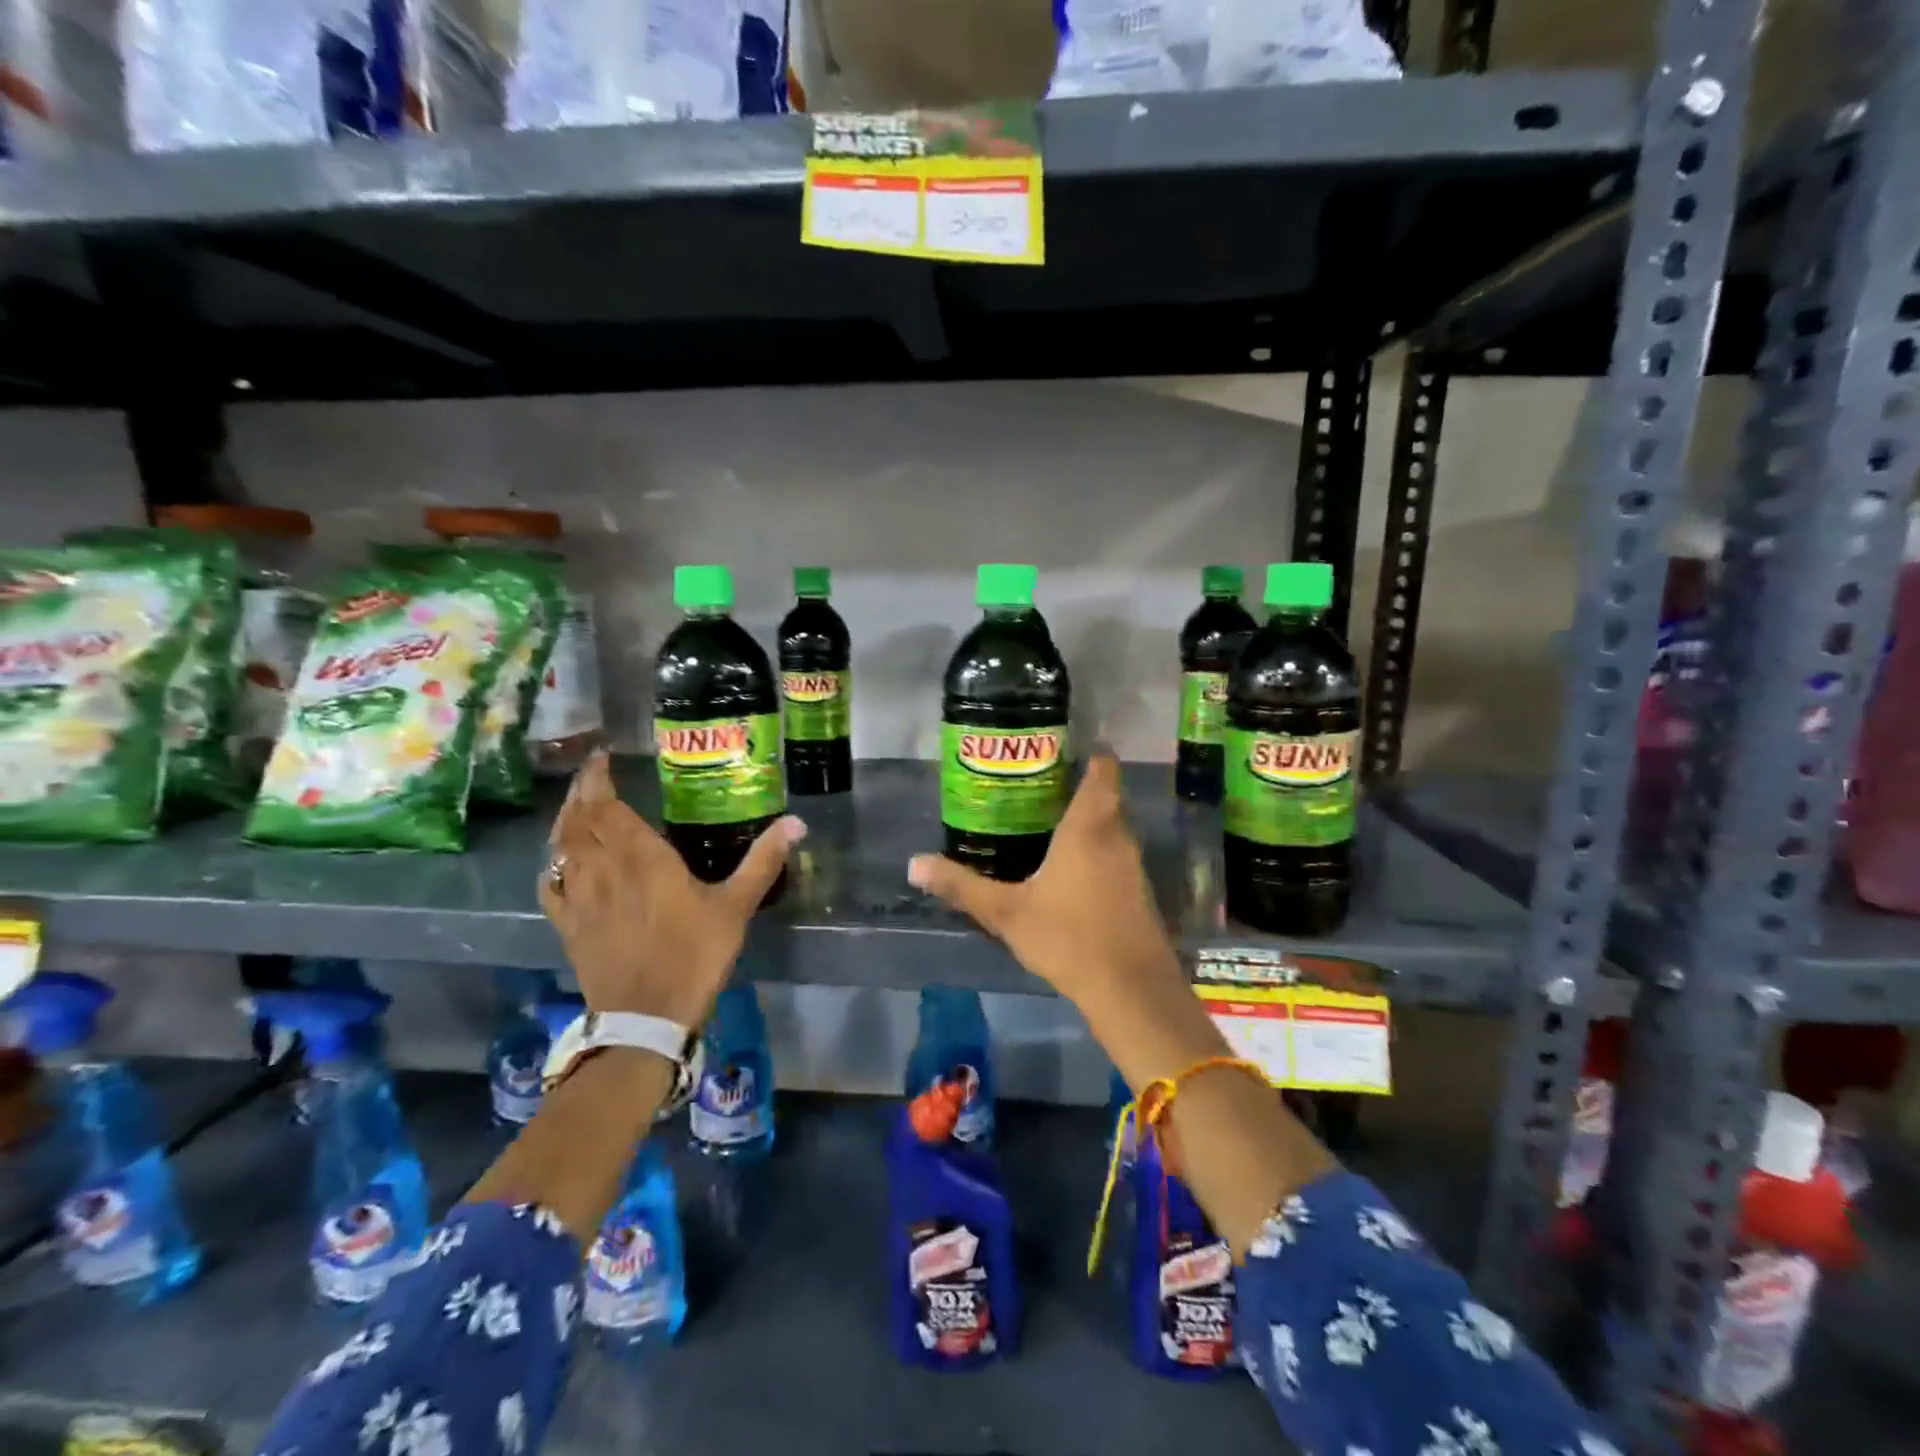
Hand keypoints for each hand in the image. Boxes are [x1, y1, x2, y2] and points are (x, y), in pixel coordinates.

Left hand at [538, 752, 805, 1027]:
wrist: (645, 1019)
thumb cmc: (694, 956)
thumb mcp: (736, 906)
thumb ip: (763, 860)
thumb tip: (796, 821)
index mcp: (641, 858)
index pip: (606, 807)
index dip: (598, 779)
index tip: (601, 757)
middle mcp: (602, 869)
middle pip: (577, 821)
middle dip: (580, 792)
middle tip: (590, 774)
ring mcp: (578, 899)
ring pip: (559, 849)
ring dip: (564, 822)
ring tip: (576, 808)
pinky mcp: (568, 926)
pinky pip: (550, 885)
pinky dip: (552, 864)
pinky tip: (559, 862)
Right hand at [907, 753, 1183, 1011]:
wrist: (1131, 990)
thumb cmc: (1068, 937)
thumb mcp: (1006, 912)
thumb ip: (961, 886)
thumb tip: (914, 864)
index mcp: (1089, 826)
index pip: (1102, 769)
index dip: (1091, 751)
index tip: (1062, 746)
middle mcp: (1117, 836)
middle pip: (1106, 795)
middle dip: (1077, 785)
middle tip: (1037, 783)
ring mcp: (1133, 865)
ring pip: (1112, 826)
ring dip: (1088, 819)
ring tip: (1046, 819)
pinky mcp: (1139, 891)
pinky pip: (1116, 853)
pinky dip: (1096, 848)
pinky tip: (1069, 867)